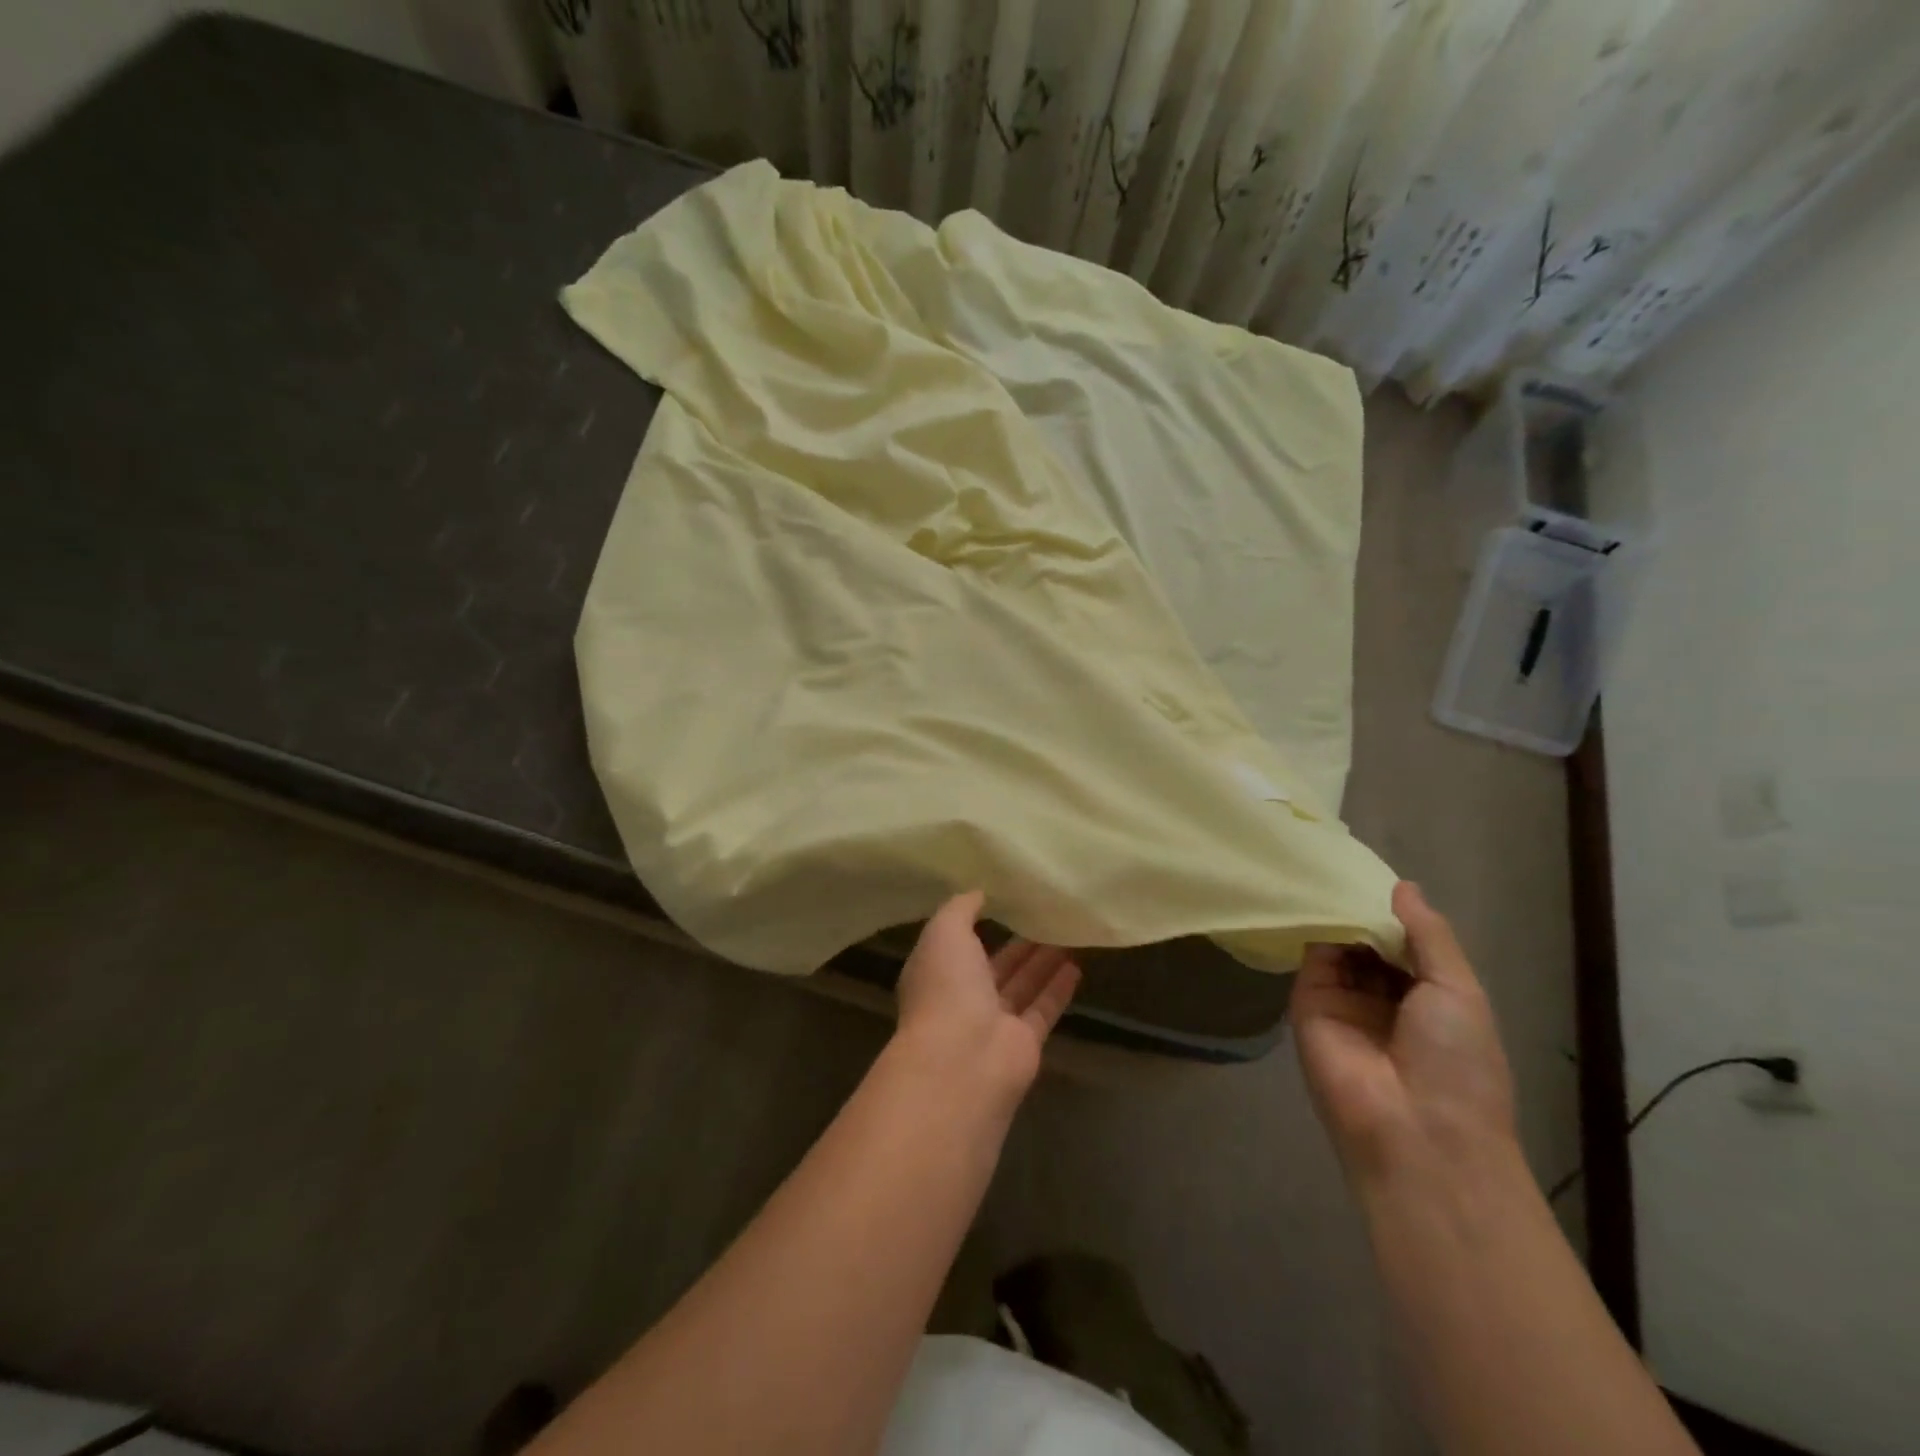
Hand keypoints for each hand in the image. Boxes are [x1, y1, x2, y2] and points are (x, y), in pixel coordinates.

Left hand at [893, 891, 1081, 1112]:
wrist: (961, 1061)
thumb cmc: (945, 988)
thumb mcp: (944, 932)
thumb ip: (960, 909)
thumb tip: (978, 893)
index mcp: (936, 971)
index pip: (957, 944)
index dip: (976, 923)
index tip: (1003, 899)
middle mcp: (962, 997)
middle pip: (995, 965)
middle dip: (1018, 942)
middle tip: (1046, 914)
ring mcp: (993, 1022)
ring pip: (1022, 984)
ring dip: (1042, 960)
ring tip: (1067, 932)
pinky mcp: (1024, 1043)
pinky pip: (1043, 1008)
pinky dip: (1058, 988)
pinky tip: (1077, 965)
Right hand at [1291, 882, 1515, 1181]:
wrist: (1416, 1133)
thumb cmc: (1457, 1063)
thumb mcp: (1458, 990)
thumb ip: (1428, 934)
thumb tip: (1403, 886)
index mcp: (1429, 998)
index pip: (1406, 944)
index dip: (1395, 913)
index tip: (1377, 873)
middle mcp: (1383, 997)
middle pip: (1368, 941)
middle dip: (1362, 909)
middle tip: (1344, 863)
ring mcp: (1344, 1000)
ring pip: (1338, 945)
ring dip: (1337, 913)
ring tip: (1326, 869)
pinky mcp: (1306, 1003)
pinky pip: (1309, 958)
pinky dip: (1312, 928)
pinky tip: (1312, 896)